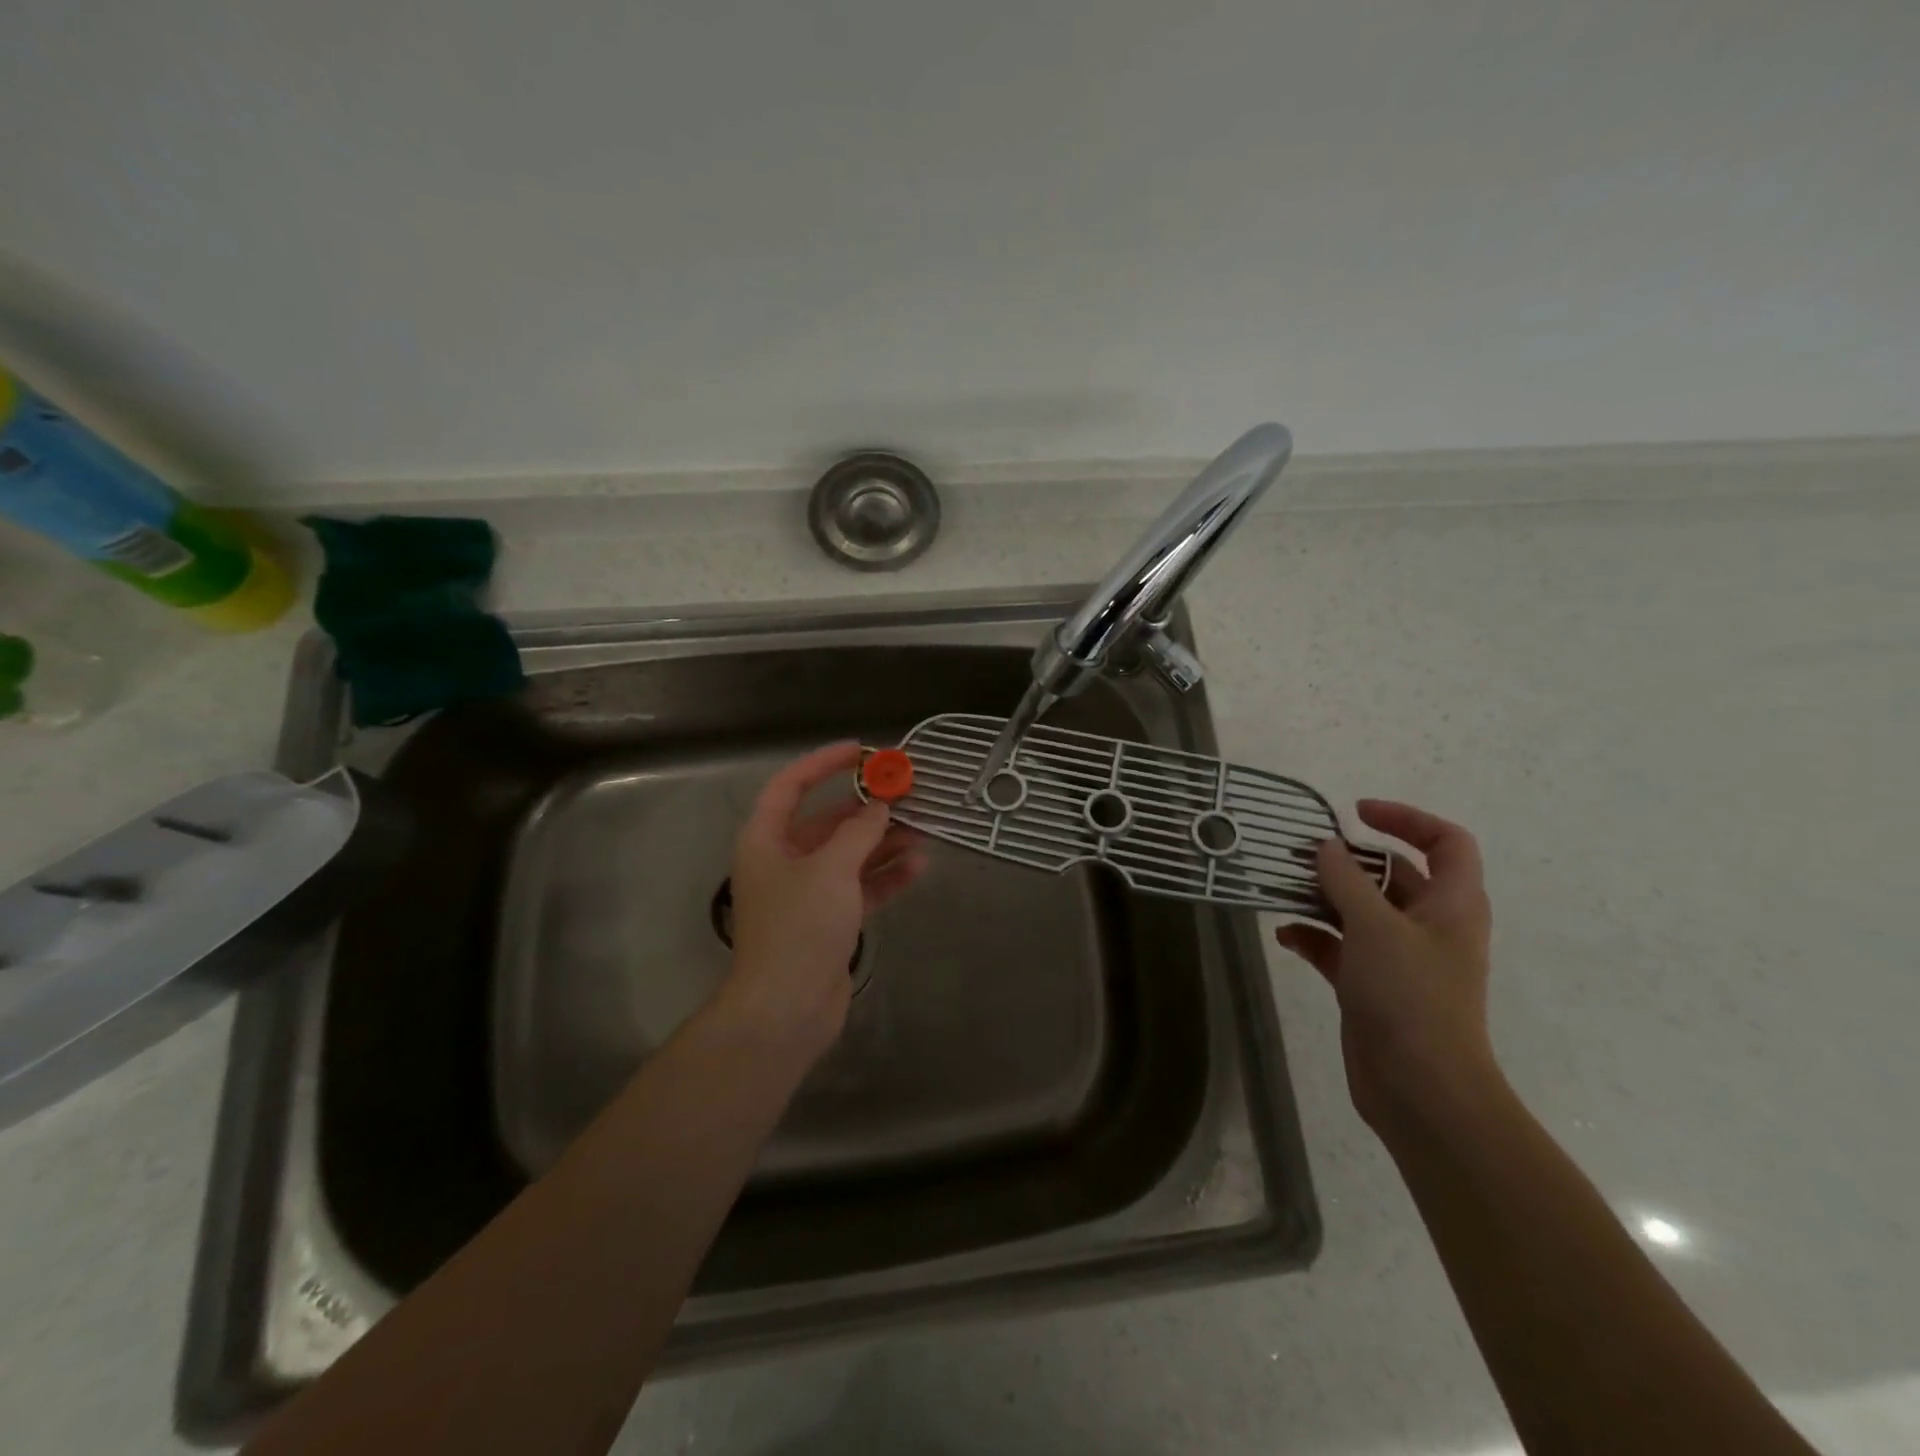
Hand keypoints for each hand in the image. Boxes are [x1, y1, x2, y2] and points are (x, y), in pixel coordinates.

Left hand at [720, 742, 927, 1063]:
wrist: (786, 1008)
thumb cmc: (799, 926)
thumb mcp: (831, 869)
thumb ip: (860, 832)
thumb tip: (880, 807)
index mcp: (766, 840)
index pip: (790, 786)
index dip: (823, 763)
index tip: (862, 751)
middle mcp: (783, 861)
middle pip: (827, 822)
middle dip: (867, 809)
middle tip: (907, 794)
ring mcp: (807, 893)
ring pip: (849, 855)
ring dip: (883, 842)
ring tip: (924, 830)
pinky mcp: (829, 921)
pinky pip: (860, 887)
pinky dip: (886, 876)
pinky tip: (918, 866)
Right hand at [1274, 800, 1500, 1138]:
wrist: (1420, 1088)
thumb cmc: (1410, 996)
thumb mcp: (1375, 926)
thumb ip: (1345, 880)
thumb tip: (1325, 847)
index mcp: (1452, 905)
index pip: (1446, 843)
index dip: (1407, 819)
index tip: (1356, 813)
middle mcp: (1429, 926)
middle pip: (1393, 874)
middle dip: (1348, 861)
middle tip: (1302, 853)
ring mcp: (1400, 958)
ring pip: (1360, 911)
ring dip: (1323, 898)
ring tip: (1283, 889)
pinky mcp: (1372, 985)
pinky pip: (1340, 947)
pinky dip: (1314, 937)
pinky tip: (1285, 937)